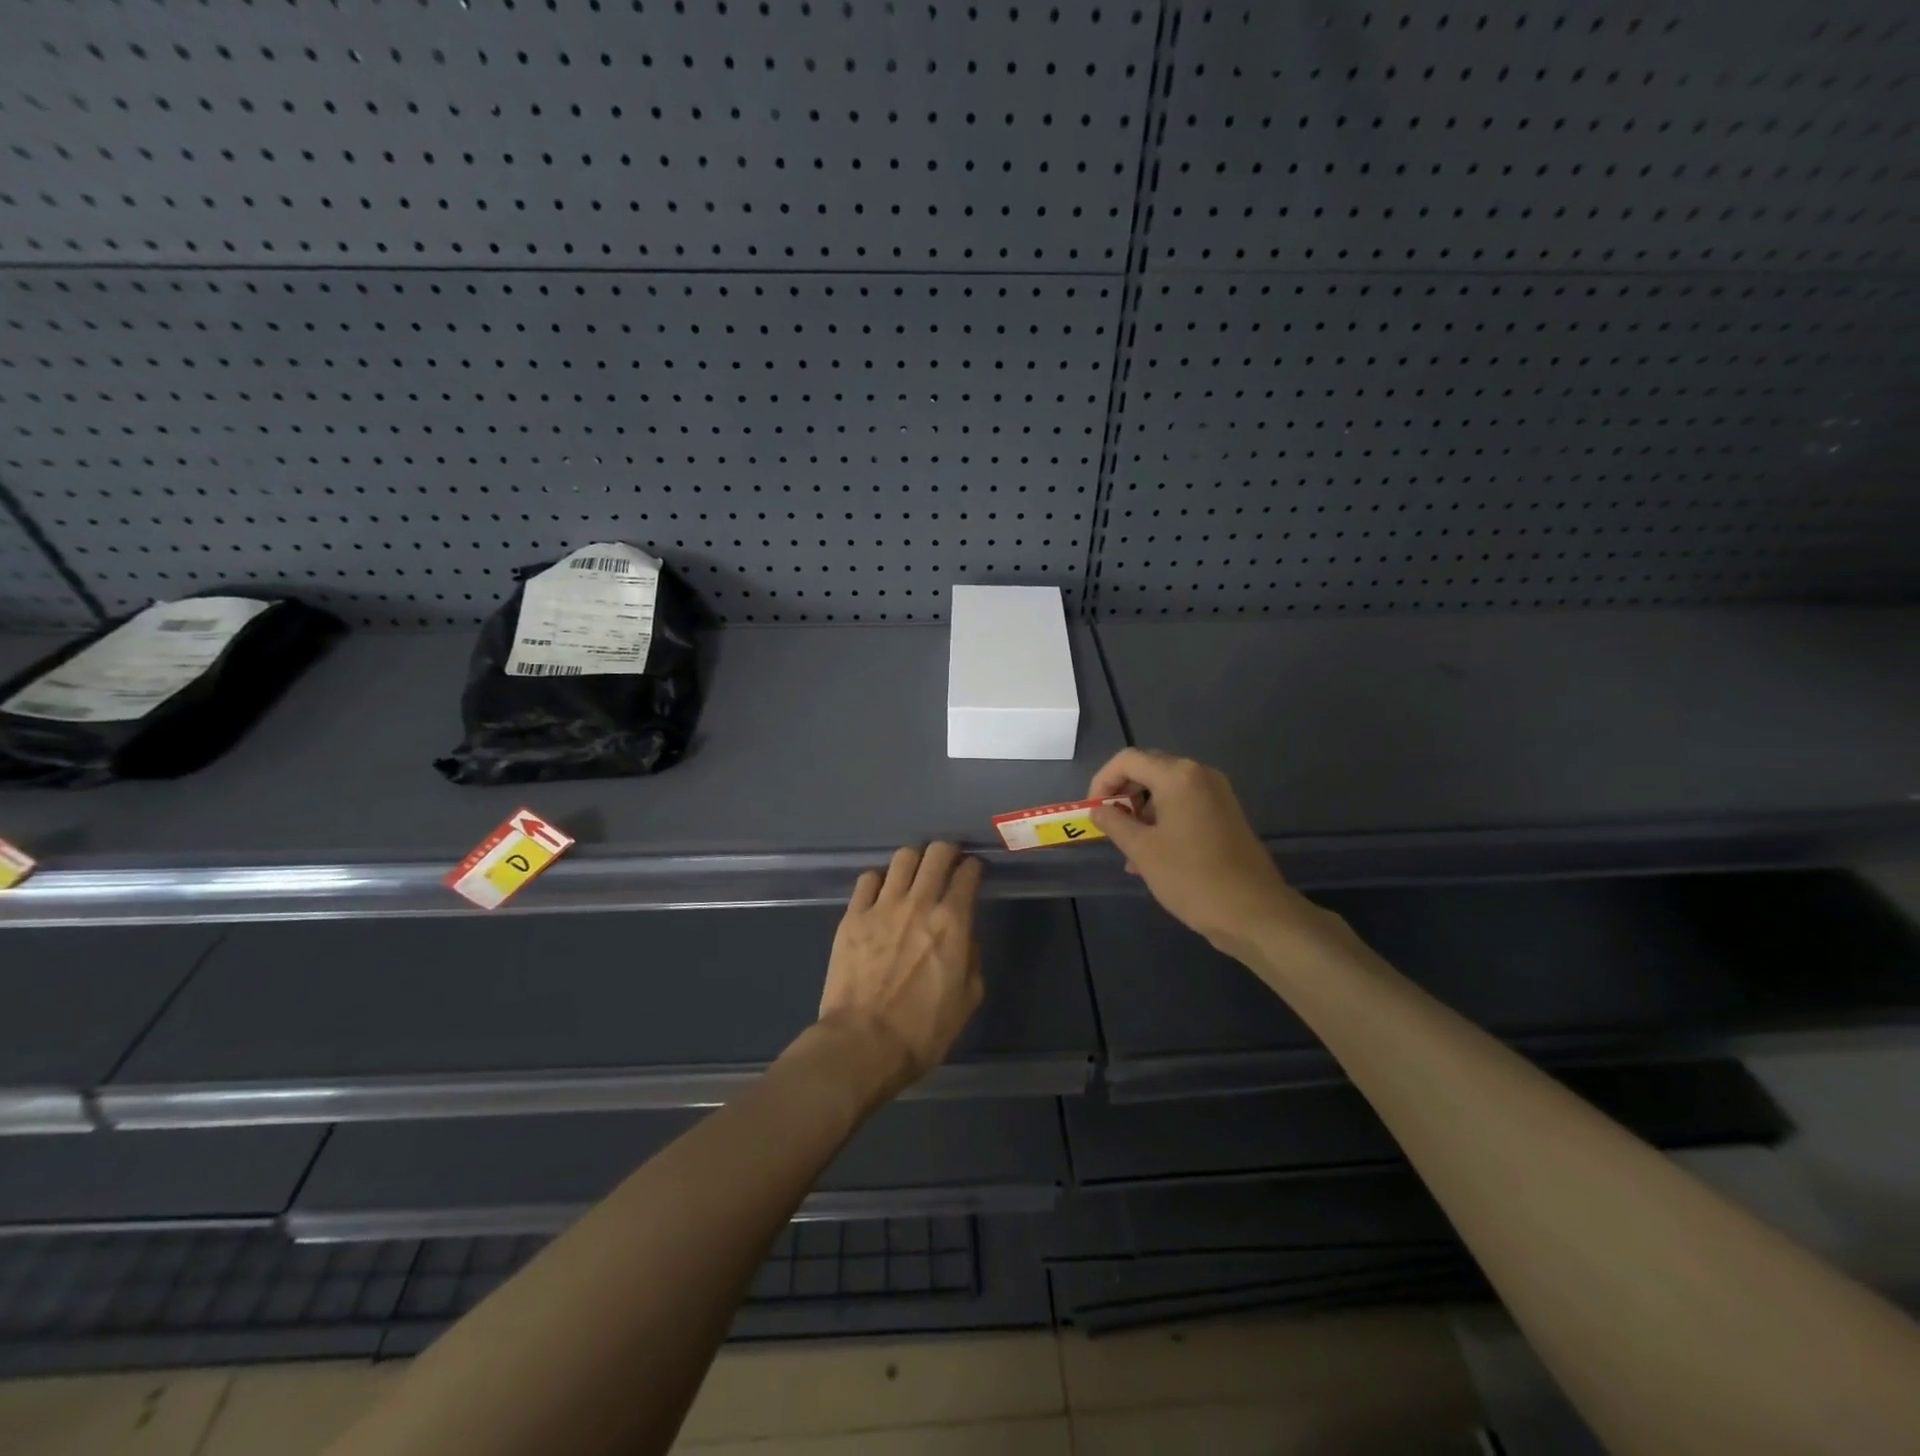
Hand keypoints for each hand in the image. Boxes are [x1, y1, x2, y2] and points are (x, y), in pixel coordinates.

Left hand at [816, 842, 984, 1099]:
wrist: (863, 1044)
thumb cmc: (922, 1031)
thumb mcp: (966, 1001)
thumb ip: (971, 961)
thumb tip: (964, 940)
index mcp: (952, 923)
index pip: (968, 874)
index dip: (974, 867)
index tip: (974, 871)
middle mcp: (919, 903)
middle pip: (936, 853)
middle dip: (947, 851)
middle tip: (947, 861)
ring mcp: (882, 906)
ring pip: (902, 858)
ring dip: (914, 861)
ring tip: (914, 874)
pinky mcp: (852, 916)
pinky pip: (867, 879)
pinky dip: (878, 881)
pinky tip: (880, 894)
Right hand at [1088, 748, 1330, 960]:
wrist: (1254, 912)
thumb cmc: (1191, 877)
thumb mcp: (1142, 850)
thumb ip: (1115, 823)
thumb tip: (1098, 810)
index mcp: (1178, 776)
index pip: (1127, 760)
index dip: (1102, 781)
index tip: (1092, 811)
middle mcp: (1199, 775)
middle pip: (1148, 770)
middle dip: (1122, 795)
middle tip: (1108, 826)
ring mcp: (1217, 794)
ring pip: (1166, 790)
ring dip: (1142, 812)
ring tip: (1128, 850)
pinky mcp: (1226, 814)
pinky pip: (1184, 805)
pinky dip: (1163, 821)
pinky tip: (1152, 856)